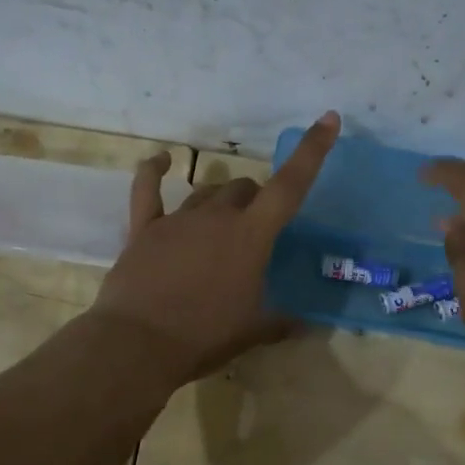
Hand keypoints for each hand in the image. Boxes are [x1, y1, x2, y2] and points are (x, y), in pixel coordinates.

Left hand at [91, 112, 340, 385]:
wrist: (138, 344)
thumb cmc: (205, 335)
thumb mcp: (251, 332)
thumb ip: (280, 323)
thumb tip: (305, 327)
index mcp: (251, 236)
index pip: (290, 185)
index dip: (312, 150)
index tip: (327, 119)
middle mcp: (217, 217)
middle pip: (244, 189)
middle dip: (256, 200)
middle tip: (256, 229)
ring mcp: (178, 219)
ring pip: (207, 192)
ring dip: (220, 200)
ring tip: (222, 222)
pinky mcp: (144, 229)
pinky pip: (147, 189)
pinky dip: (153, 171)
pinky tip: (160, 160)